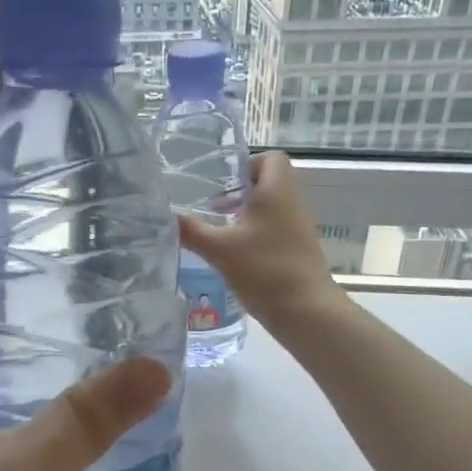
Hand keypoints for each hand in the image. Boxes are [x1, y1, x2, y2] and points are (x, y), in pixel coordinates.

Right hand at [179, 152, 345, 335]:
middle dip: (239, 195)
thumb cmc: (265, 270)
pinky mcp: (298, 253)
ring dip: (245, 218)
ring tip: (220, 237)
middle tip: (213, 212)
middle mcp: (292, 205)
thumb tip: (164, 215)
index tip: (222, 184)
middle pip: (268, 185)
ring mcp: (298, 231)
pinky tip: (236, 260)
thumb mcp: (220, 250)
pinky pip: (275, 233)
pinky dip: (255, 239)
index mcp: (277, 192)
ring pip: (270, 211)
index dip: (247, 164)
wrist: (307, 312)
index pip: (271, 158)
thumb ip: (191, 231)